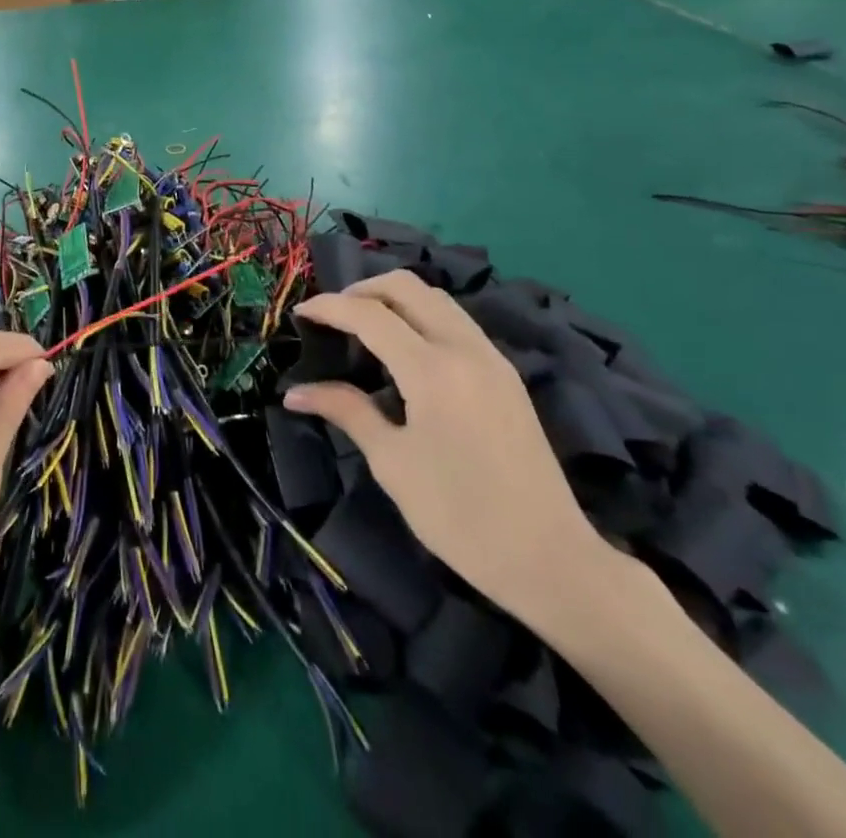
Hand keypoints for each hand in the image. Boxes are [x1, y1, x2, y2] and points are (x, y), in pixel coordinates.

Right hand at [286, 272, 609, 631]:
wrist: (550, 558)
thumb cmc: (460, 516)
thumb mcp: (392, 463)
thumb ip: (346, 411)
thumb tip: (294, 392)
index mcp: (432, 369)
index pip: (369, 315)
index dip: (329, 307)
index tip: (300, 313)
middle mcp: (464, 348)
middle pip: (407, 286)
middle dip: (362, 289)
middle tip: (333, 315)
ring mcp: (491, 357)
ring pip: (436, 298)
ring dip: (394, 298)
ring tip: (364, 325)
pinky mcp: (505, 373)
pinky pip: (456, 320)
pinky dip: (421, 315)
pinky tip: (405, 348)